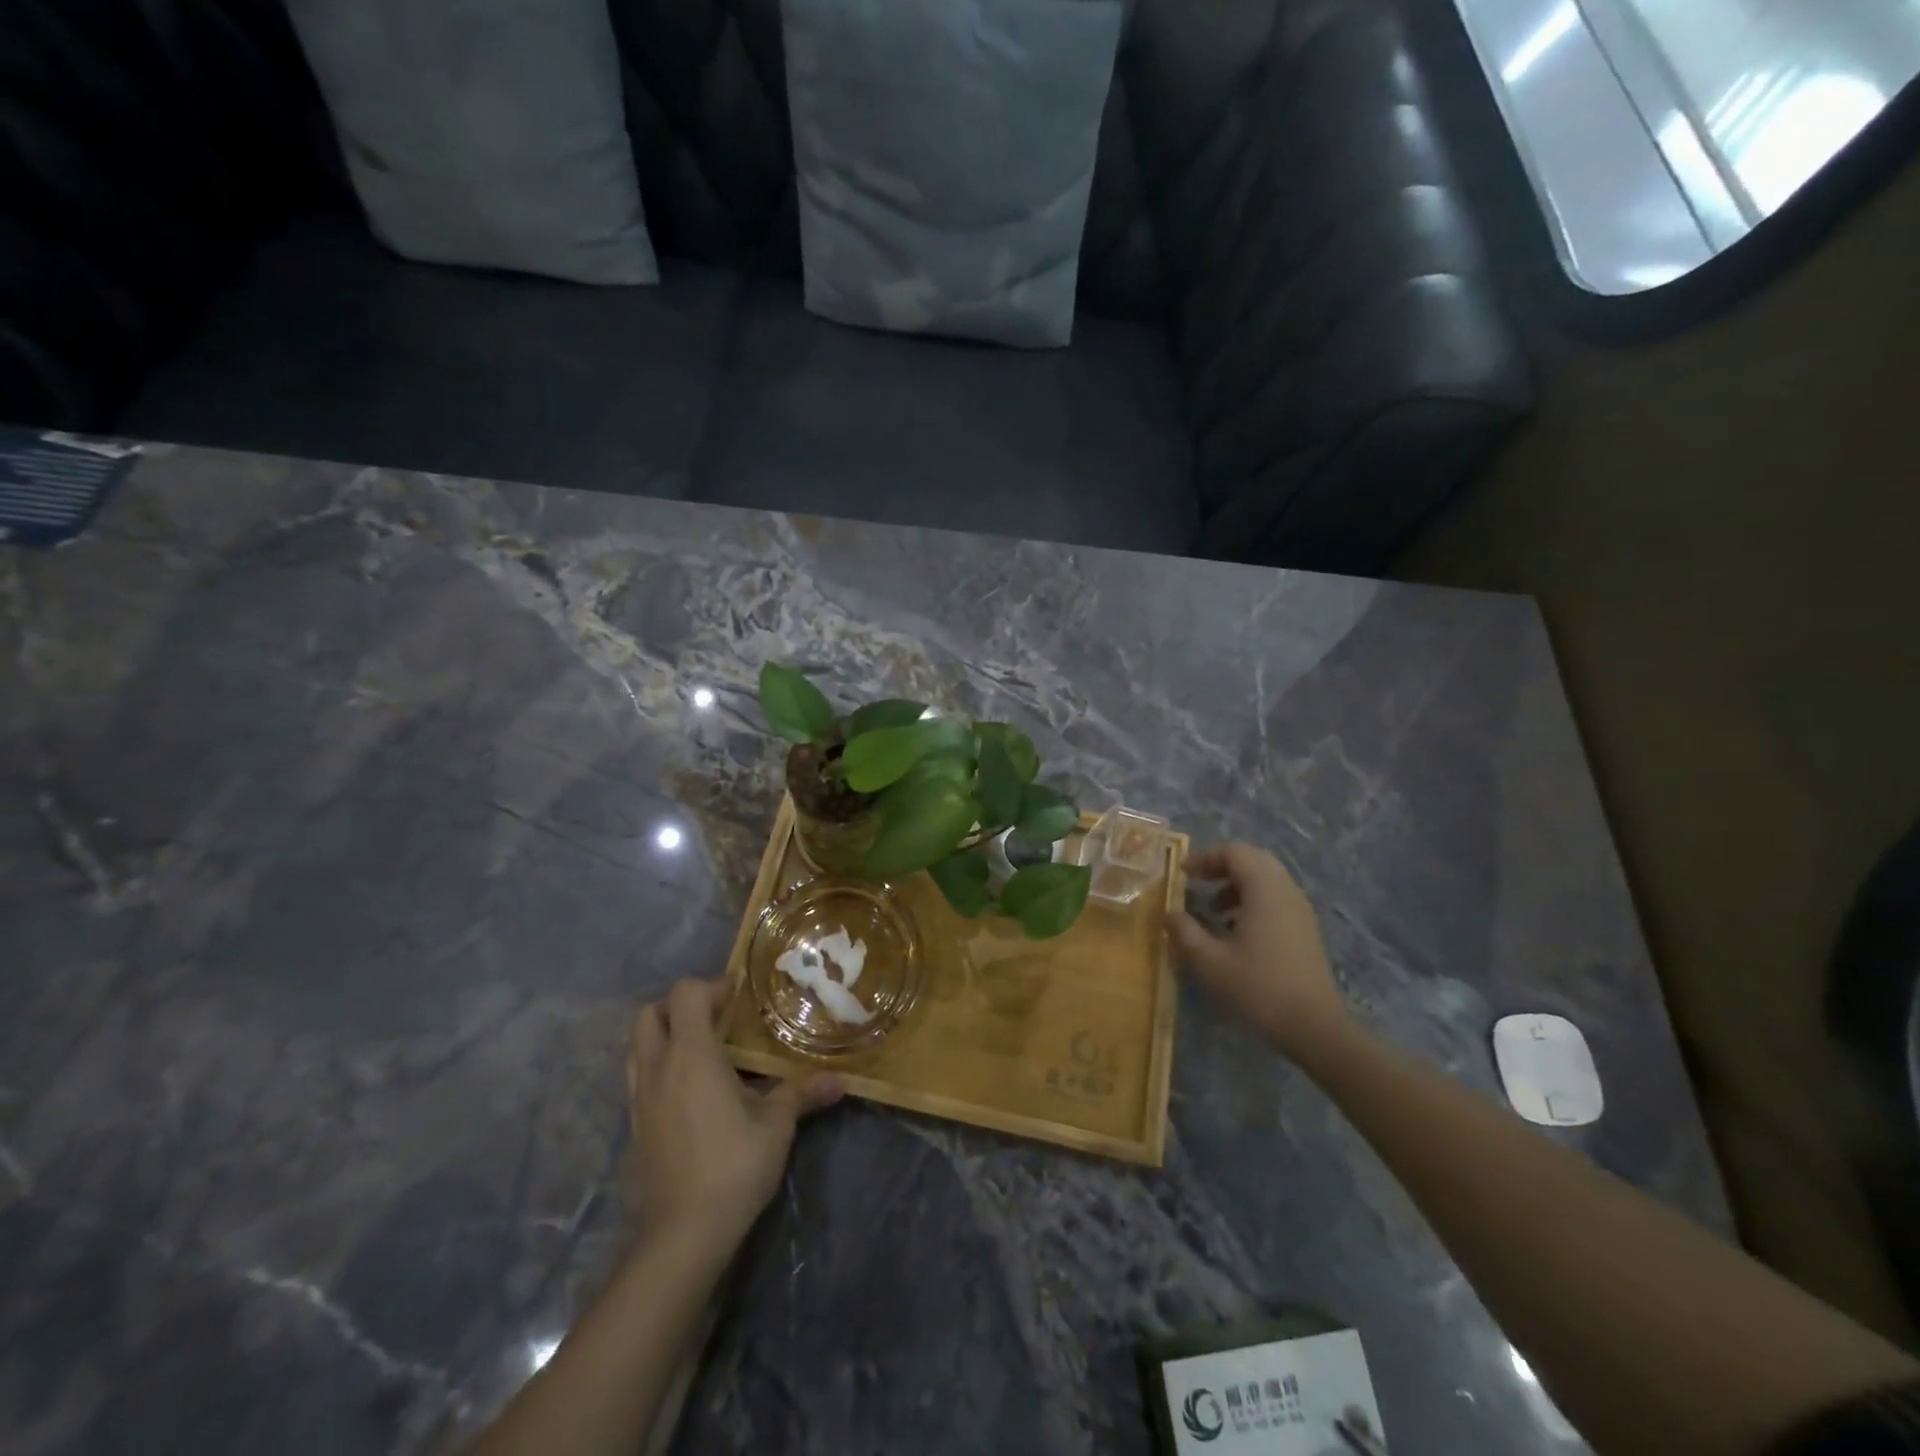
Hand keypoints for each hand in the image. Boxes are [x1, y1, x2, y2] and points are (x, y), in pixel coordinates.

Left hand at [626, 979, 842, 1263]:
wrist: (682, 1235)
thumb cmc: (733, 1166)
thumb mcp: (777, 1125)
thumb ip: (803, 1093)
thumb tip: (842, 1080)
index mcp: (691, 1056)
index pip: (685, 994)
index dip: (712, 987)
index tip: (739, 998)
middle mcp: (658, 1069)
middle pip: (649, 1014)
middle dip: (680, 1006)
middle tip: (716, 1019)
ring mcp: (639, 1100)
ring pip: (636, 1047)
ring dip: (663, 1036)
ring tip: (701, 1051)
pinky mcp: (633, 1128)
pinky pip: (638, 1079)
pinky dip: (658, 1068)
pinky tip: (689, 1092)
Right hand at [1169, 843, 1348, 1060]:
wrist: (1314, 1027)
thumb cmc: (1258, 988)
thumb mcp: (1209, 962)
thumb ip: (1184, 932)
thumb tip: (1169, 913)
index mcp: (1264, 890)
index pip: (1234, 852)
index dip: (1205, 858)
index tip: (1183, 875)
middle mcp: (1285, 891)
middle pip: (1253, 860)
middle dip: (1222, 866)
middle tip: (1197, 883)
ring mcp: (1300, 910)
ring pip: (1267, 879)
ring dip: (1237, 884)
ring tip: (1214, 910)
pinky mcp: (1305, 929)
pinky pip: (1276, 898)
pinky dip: (1253, 900)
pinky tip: (1236, 931)